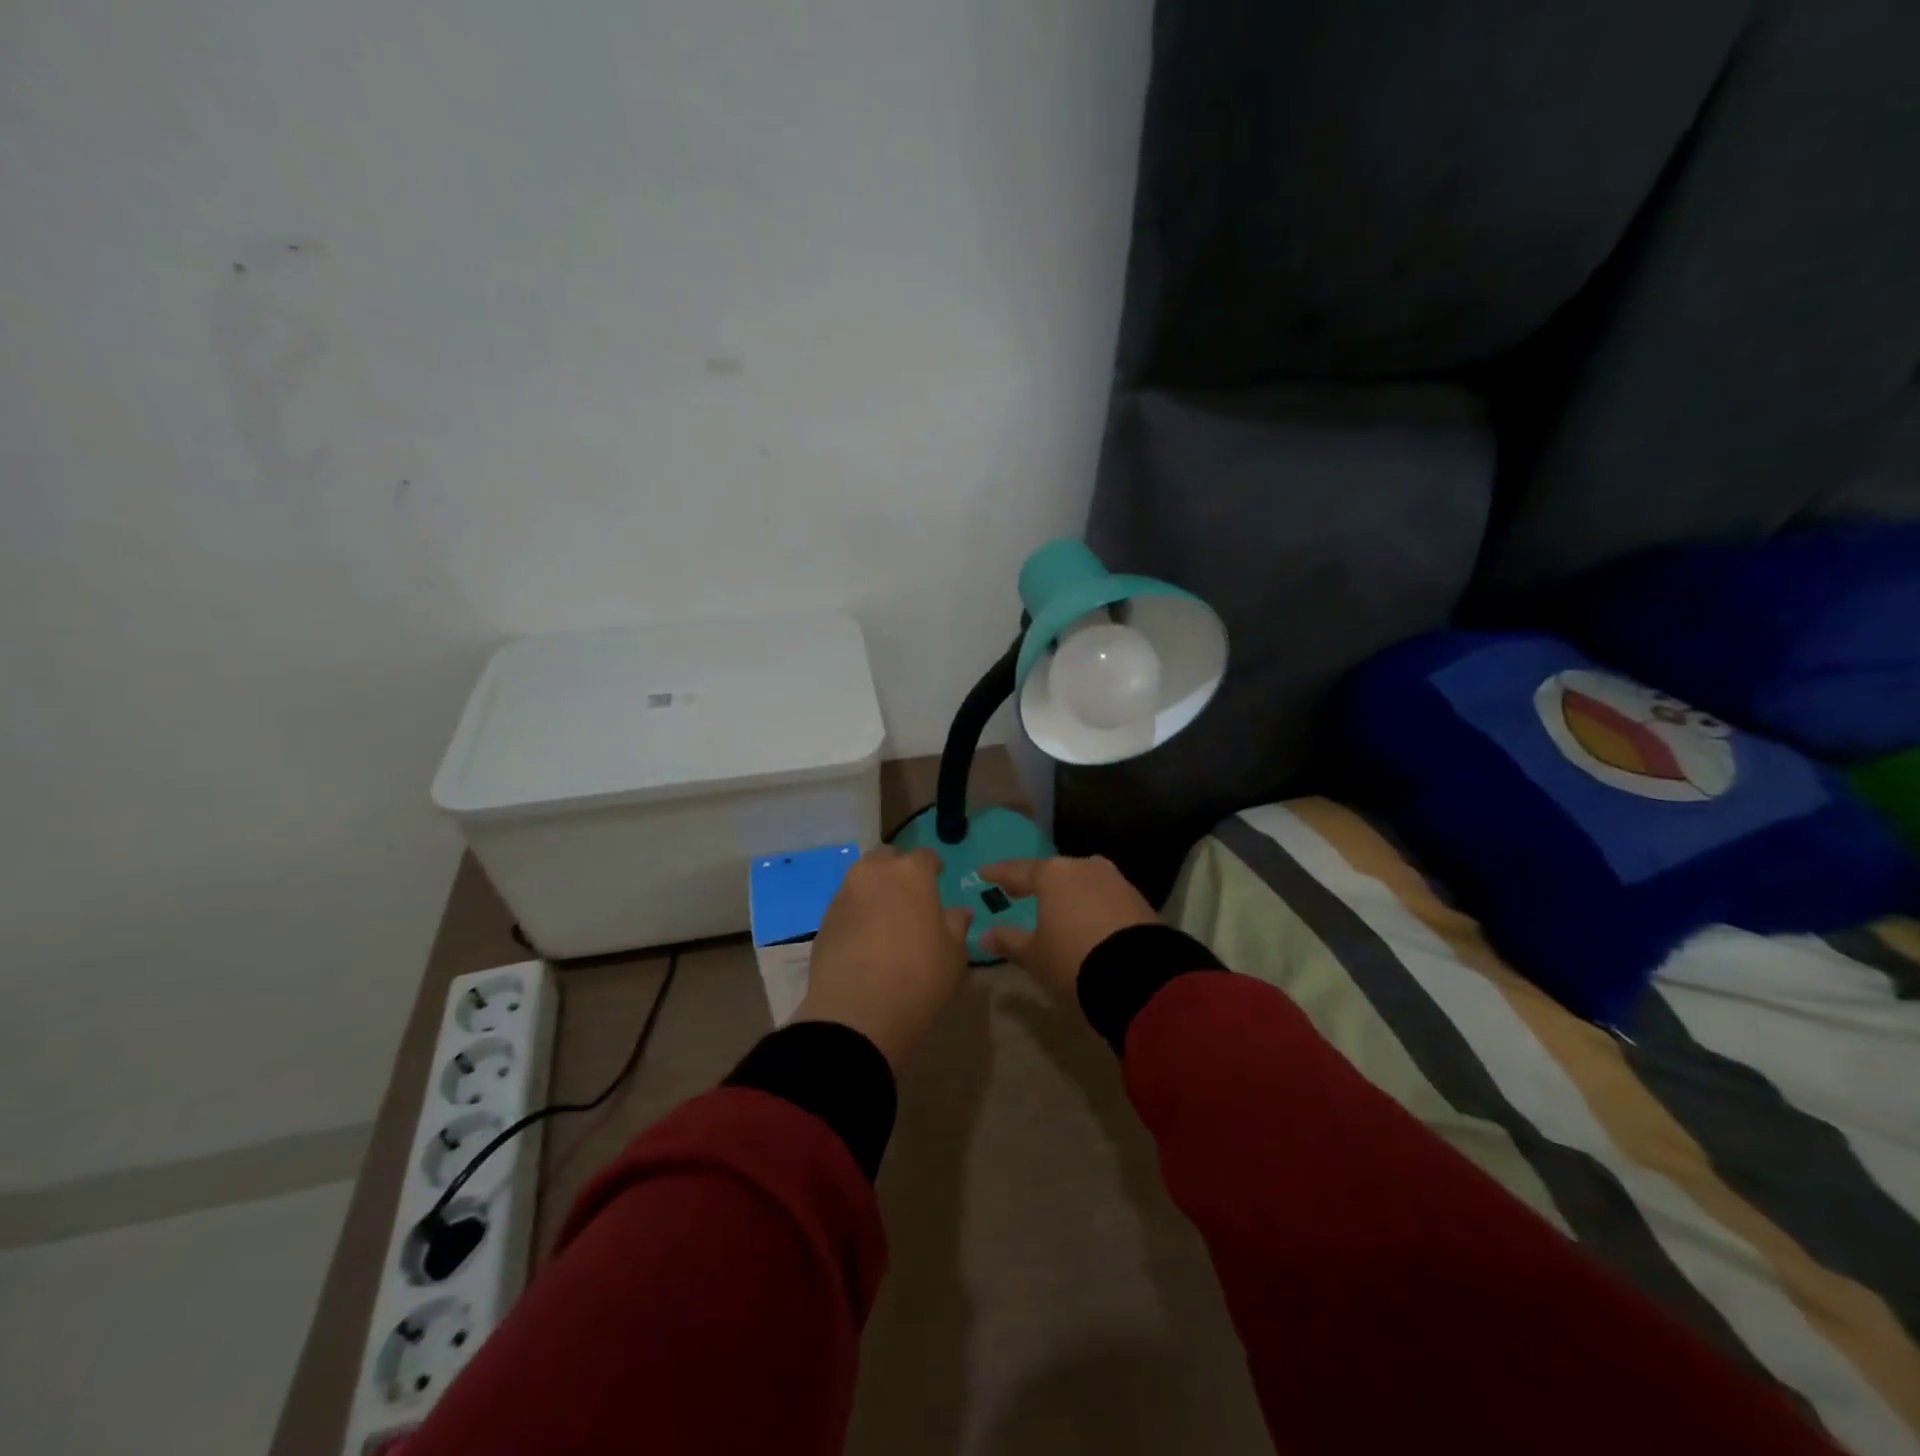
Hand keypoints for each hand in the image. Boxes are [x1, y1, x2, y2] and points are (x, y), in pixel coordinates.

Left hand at [793, 846, 971, 1072]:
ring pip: (862, 880)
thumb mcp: (953, 955)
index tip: (938, 879)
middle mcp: (874, 873)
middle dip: (897, 870)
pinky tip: (865, 939)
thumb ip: (956, 925)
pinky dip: (857, 913)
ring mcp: (844, 895)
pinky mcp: (824, 920)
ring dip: (875, 891)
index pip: (925, 856)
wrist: (856, 1013)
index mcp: (911, 873)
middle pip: (886, 859)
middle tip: (909, 896)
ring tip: (886, 918)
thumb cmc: (918, 977)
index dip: (933, 867)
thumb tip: (958, 912)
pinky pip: (847, 905)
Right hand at [978, 855, 1156, 999]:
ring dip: (1066, 892)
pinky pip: (1103, 895)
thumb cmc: (1074, 959)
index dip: (999, 873)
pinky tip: (1084, 917)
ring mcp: (1114, 879)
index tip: (984, 873)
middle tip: (1017, 889)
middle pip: (1052, 872)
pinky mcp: (1137, 897)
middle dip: (1035, 882)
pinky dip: (1089, 903)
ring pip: (1081, 881)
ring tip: (1054, 905)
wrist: (1140, 975)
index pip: (1018, 870)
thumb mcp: (1035, 956)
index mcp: (1053, 874)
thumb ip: (1009, 941)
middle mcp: (1083, 867)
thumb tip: (985, 934)